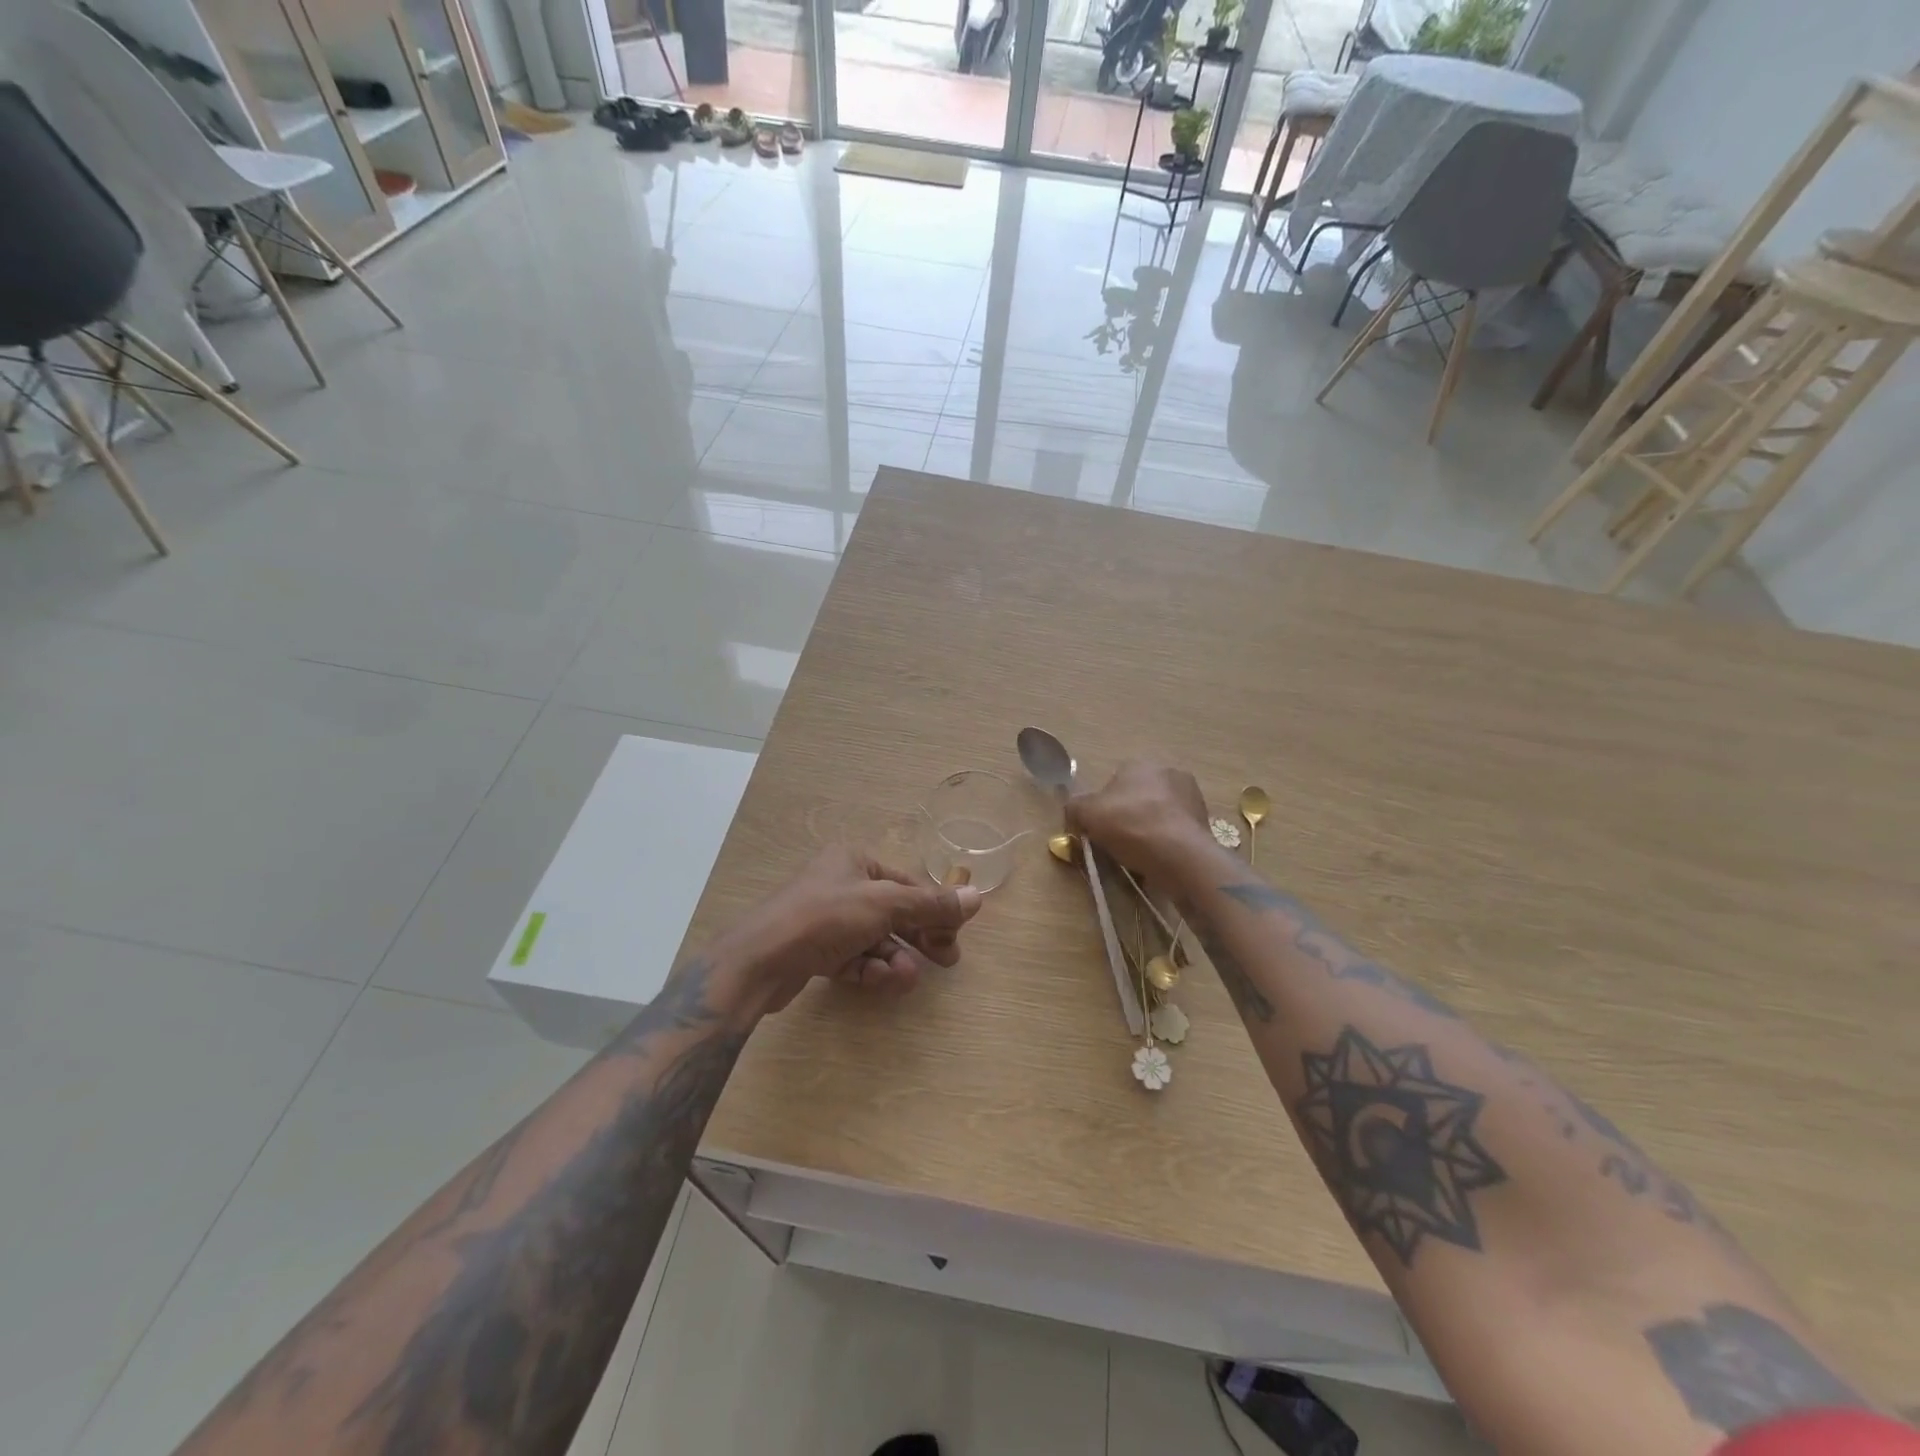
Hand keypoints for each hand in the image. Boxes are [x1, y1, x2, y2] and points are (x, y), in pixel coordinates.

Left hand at [710, 847, 984, 1018]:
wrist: (760, 960)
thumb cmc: (825, 917)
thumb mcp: (884, 905)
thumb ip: (931, 904)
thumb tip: (977, 897)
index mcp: (854, 861)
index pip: (907, 885)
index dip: (934, 910)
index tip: (954, 938)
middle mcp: (840, 885)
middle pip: (894, 913)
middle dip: (918, 938)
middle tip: (946, 962)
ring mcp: (826, 920)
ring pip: (875, 940)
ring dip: (894, 959)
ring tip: (903, 979)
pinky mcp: (815, 952)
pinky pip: (855, 959)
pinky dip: (870, 970)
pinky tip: (879, 981)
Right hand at [1066, 761, 1213, 883]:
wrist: (1180, 855)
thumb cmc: (1131, 825)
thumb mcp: (1087, 814)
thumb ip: (1075, 807)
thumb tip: (1074, 810)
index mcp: (1141, 763)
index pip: (1115, 780)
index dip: (1104, 805)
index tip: (1100, 827)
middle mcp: (1169, 772)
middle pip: (1139, 795)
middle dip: (1129, 815)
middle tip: (1118, 840)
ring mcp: (1191, 796)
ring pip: (1160, 813)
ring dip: (1150, 828)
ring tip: (1139, 854)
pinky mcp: (1205, 821)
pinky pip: (1176, 830)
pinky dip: (1167, 841)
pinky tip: (1158, 858)